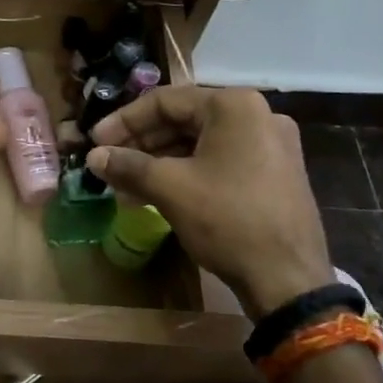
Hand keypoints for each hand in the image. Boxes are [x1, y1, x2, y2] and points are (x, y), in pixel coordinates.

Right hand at [87, 86, 331, 318]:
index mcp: (234, 106)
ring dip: (160, 160)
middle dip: (141, 143)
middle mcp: (257, 116)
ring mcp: (270, 145)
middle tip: (109, 162)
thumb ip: (128, 165)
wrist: (289, 281)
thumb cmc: (227, 220)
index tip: (95, 141)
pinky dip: (187, 172)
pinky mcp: (274, 174)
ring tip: (126, 183)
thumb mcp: (170, 188)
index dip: (124, 120)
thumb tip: (94, 157)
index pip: (165, 101)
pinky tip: (158, 193)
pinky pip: (220, 161)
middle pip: (183, 120)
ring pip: (200, 143)